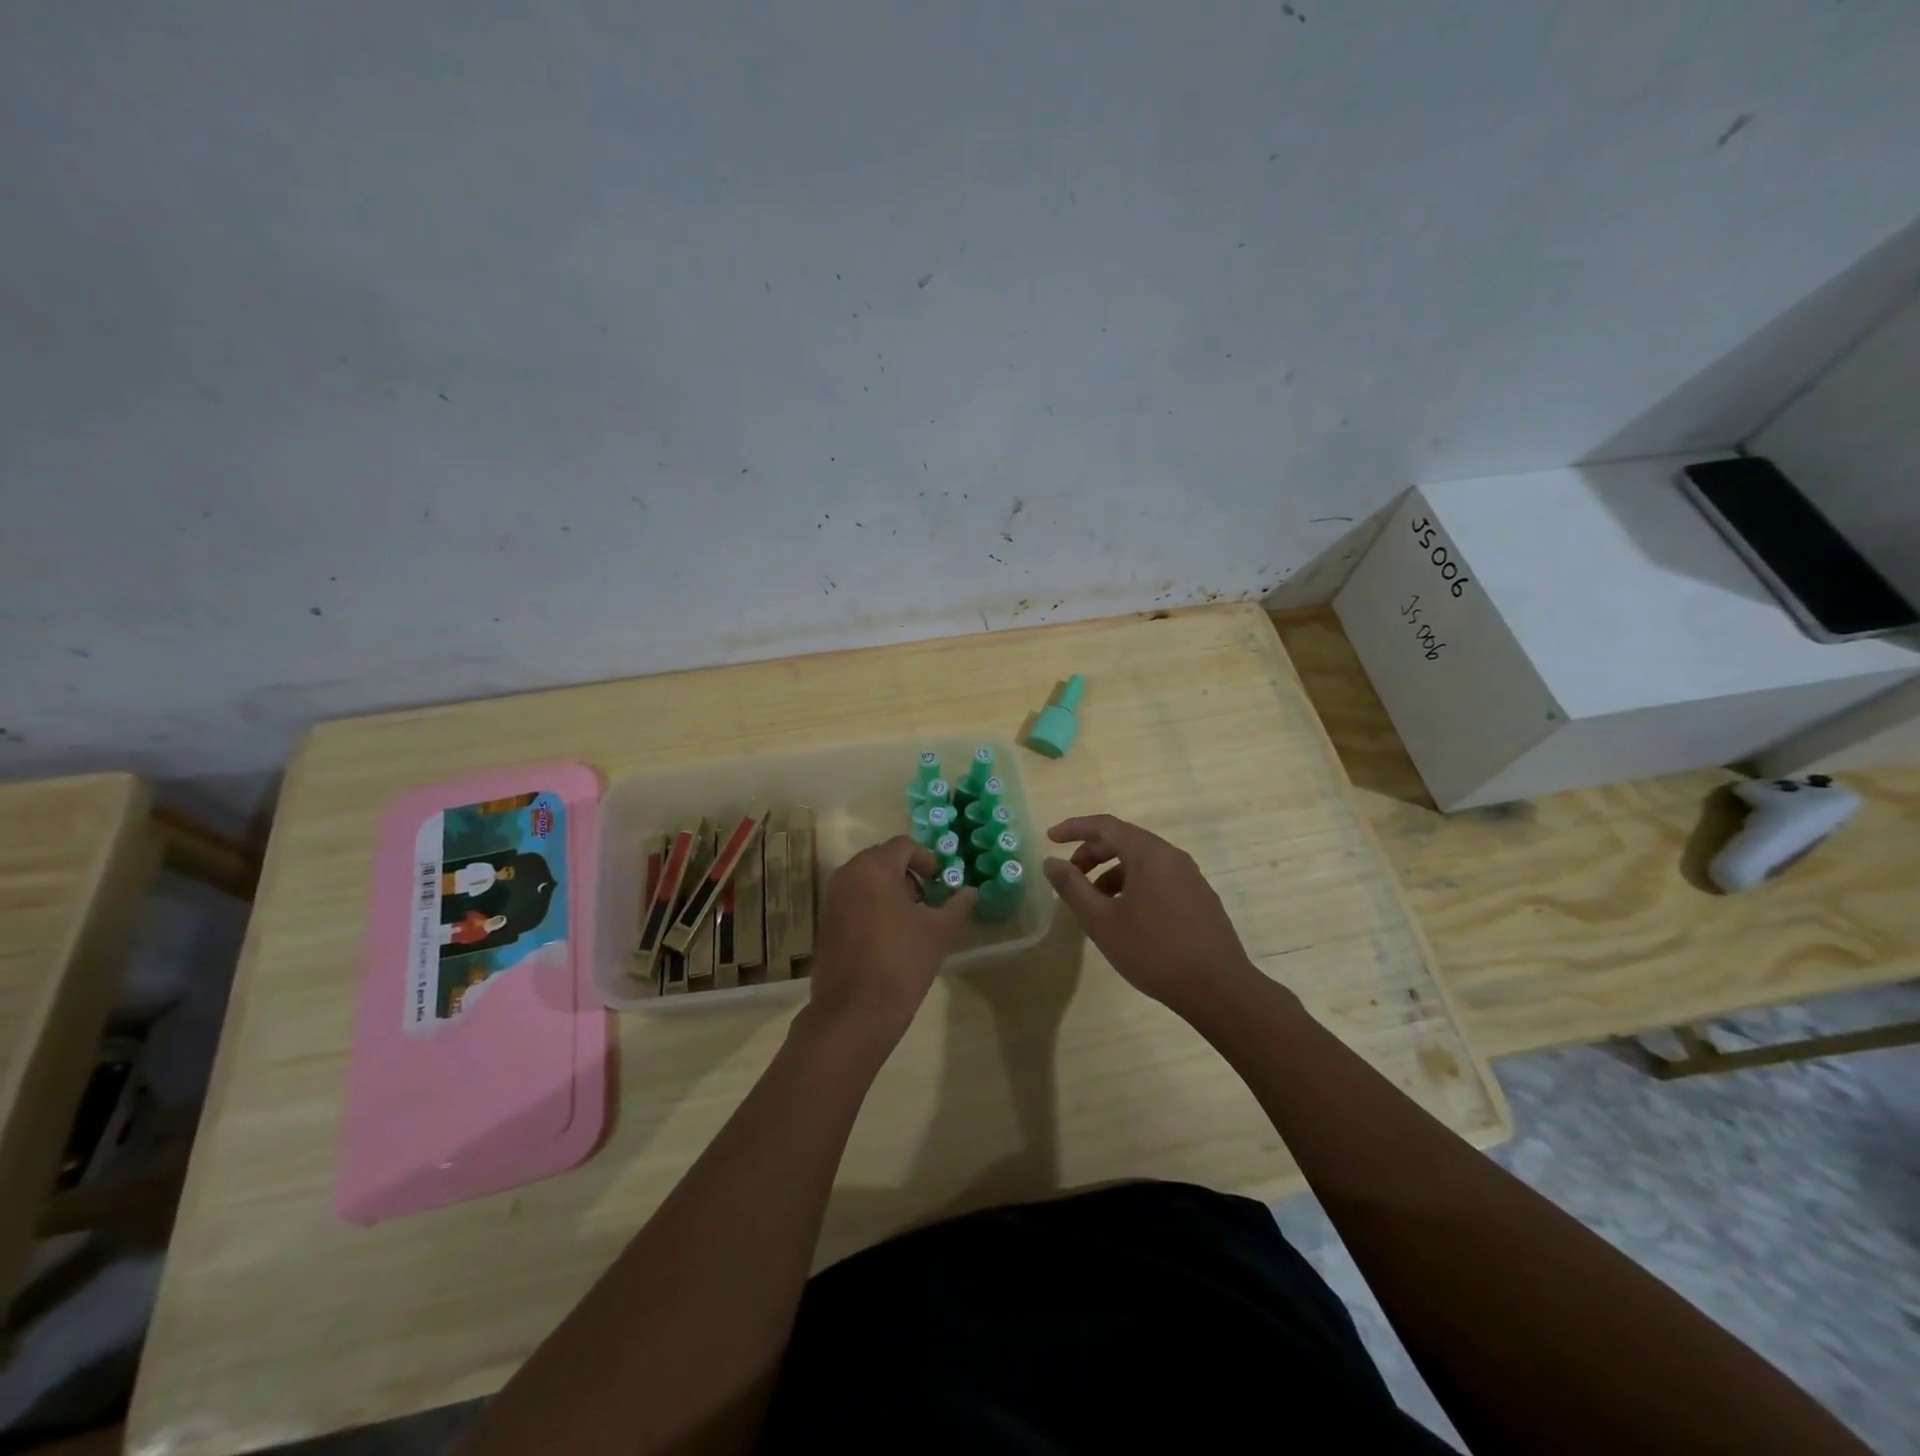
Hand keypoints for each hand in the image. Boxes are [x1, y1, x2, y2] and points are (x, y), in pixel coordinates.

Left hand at [804, 835, 976, 1048]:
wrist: (855, 1011)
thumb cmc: (901, 961)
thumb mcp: (938, 931)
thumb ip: (956, 906)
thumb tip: (971, 892)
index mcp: (874, 867)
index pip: (904, 845)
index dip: (926, 859)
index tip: (939, 883)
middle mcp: (847, 874)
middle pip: (882, 859)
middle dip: (907, 874)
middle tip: (927, 901)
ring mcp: (832, 898)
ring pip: (866, 879)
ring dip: (889, 890)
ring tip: (910, 920)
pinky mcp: (825, 922)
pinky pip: (852, 899)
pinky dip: (871, 905)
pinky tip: (888, 935)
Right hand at [1044, 814, 1261, 1017]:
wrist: (1218, 989)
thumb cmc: (1153, 951)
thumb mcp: (1102, 921)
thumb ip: (1072, 887)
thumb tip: (1050, 862)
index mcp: (1148, 853)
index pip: (1105, 826)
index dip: (1074, 828)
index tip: (1050, 838)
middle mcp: (1171, 856)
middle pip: (1124, 841)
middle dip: (1092, 854)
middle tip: (1070, 877)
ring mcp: (1190, 876)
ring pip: (1142, 862)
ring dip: (1112, 873)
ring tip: (1095, 904)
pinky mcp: (1200, 897)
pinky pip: (1159, 878)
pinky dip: (1134, 886)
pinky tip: (1126, 918)